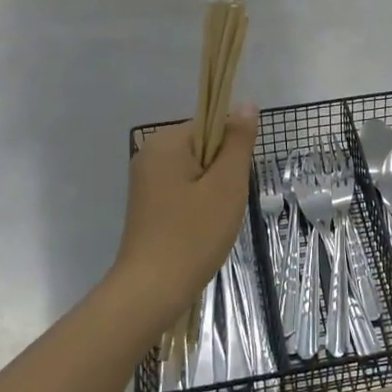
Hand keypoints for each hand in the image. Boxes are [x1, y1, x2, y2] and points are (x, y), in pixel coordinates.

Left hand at [112, 108, 257, 318]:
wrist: (152, 289)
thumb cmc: (194, 234)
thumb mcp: (226, 185)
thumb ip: (238, 141)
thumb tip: (245, 103)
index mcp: (165, 142)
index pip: (212, 125)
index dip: (230, 152)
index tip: (231, 184)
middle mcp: (150, 153)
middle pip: (203, 147)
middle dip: (221, 174)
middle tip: (223, 206)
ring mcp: (145, 180)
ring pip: (196, 171)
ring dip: (212, 192)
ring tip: (212, 220)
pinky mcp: (147, 203)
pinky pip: (182, 190)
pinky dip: (197, 205)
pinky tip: (199, 229)